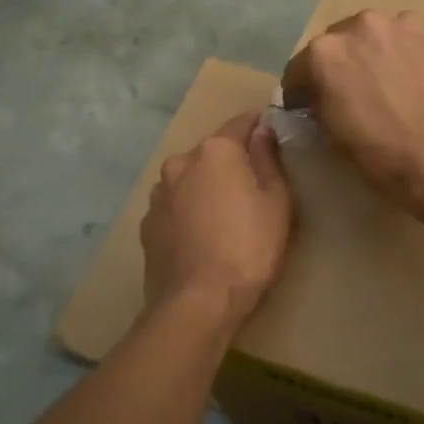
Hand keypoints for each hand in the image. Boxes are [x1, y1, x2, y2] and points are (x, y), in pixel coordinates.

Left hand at [142, 111, 291, 324]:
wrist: (198, 302)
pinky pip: (174, 206)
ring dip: (205, 187)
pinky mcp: (147, 224)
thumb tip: (262, 130)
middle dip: (231, 162)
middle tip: (252, 187)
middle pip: (212, 152)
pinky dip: (187, 212)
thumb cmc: (249, 247)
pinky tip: (201, 236)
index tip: (273, 135)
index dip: (260, 126)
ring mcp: (158, 194)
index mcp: (216, 150)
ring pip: (189, 178)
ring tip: (224, 216)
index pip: (242, 121)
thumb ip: (268, 159)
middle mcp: (180, 162)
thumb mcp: (276, 201)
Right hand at [282, 10, 423, 224]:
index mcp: (327, 52)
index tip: (315, 105)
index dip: (306, 88)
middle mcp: (365, 24)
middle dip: (352, 63)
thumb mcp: (332, 136)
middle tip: (366, 93)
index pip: (303, 66)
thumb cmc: (384, 157)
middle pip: (349, 41)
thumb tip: (319, 95)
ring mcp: (412, 24)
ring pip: (391, 36)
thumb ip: (320, 102)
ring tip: (406, 88)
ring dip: (391, 55)